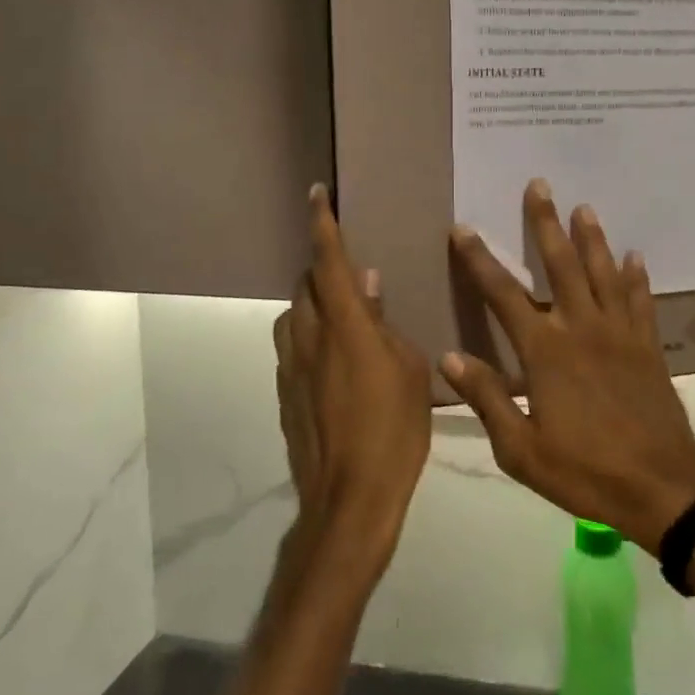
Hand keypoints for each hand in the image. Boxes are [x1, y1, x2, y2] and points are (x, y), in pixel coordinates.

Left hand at [273, 186, 432, 571]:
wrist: (349, 500)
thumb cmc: (394, 431)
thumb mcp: (410, 370)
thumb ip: (384, 323)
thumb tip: (366, 284)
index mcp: (346, 328)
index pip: (329, 263)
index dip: (323, 225)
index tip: (316, 194)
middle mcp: (310, 339)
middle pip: (305, 286)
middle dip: (322, 271)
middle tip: (350, 277)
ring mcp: (291, 368)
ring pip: (292, 317)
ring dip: (312, 306)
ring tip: (341, 319)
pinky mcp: (284, 394)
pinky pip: (292, 349)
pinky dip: (308, 339)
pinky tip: (333, 362)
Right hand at [440, 180, 694, 552]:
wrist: (662, 487)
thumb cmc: (585, 471)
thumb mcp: (521, 449)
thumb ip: (487, 398)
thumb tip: (449, 357)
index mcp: (545, 352)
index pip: (503, 294)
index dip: (480, 259)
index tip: (464, 228)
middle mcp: (581, 328)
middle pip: (561, 264)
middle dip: (545, 223)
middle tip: (539, 185)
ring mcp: (619, 333)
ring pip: (603, 272)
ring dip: (592, 238)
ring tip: (584, 207)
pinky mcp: (647, 346)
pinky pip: (641, 301)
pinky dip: (636, 277)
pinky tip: (635, 256)